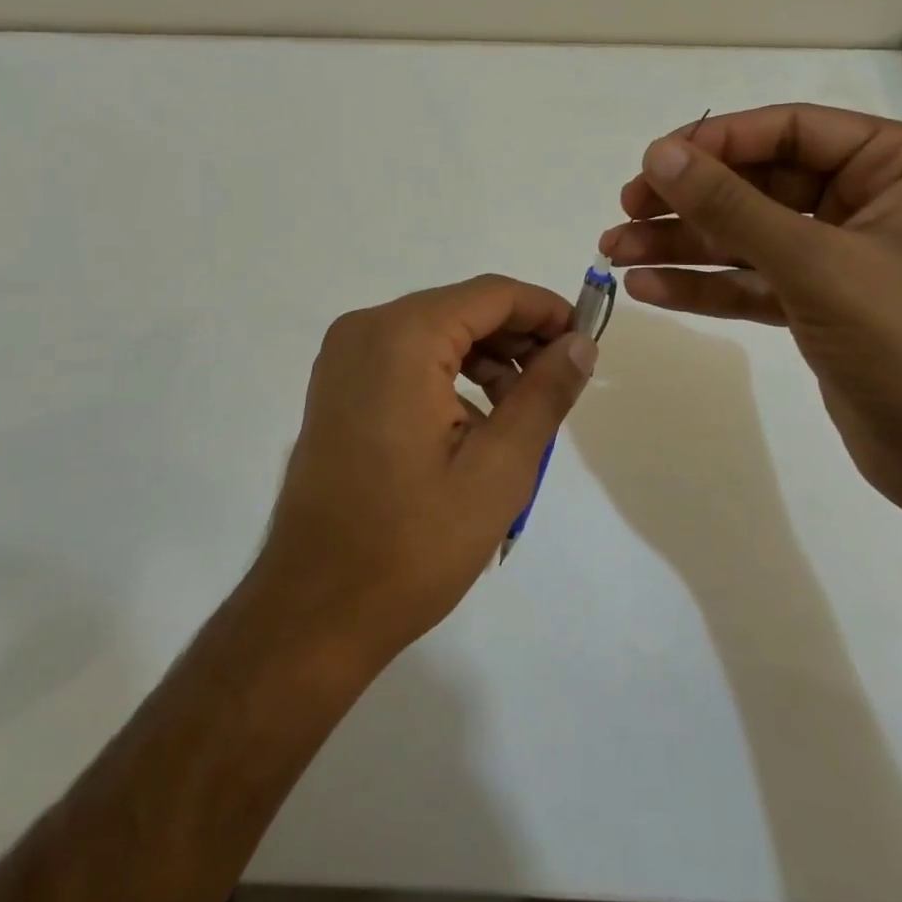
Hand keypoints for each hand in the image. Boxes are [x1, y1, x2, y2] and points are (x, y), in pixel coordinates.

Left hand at [255, 276, 597, 665]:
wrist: (315, 607)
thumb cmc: (413, 542)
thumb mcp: (499, 468)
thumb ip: (545, 393)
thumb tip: (580, 343)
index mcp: (402, 337)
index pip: (491, 294)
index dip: (545, 309)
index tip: (586, 340)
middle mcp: (365, 329)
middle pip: (460, 309)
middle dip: (516, 337)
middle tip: (560, 381)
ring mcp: (342, 357)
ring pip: (433, 332)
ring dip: (483, 358)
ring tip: (520, 411)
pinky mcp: (336, 386)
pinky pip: (404, 357)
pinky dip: (446, 374)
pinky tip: (473, 424)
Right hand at [599, 104, 901, 517]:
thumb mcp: (817, 265)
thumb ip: (733, 206)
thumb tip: (658, 154)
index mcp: (897, 167)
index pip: (791, 131)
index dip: (716, 142)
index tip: (651, 163)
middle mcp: (868, 202)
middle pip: (759, 183)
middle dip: (688, 201)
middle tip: (624, 212)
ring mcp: (840, 257)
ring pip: (746, 235)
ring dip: (681, 244)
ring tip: (614, 253)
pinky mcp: (817, 305)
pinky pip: (750, 281)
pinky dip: (702, 285)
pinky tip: (647, 289)